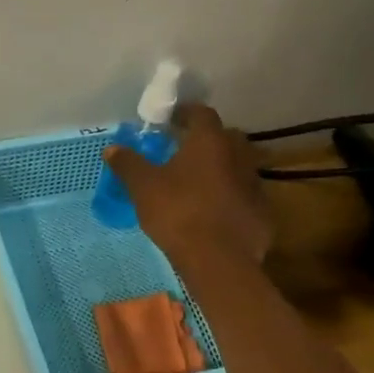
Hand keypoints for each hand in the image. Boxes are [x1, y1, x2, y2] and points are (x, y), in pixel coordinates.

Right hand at [104, 103, 272, 267]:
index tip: (170, 121)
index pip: (200, 113)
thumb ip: (128, 165)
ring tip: (198, 185)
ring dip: (220, 170)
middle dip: (205, 142)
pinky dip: (230, 198)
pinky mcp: (262, 211)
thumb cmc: (178, 213)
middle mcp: (238, 154)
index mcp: (209, 141)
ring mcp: (254, 183)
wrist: (218, 259)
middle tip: (184, 153)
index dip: (184, 114)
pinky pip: (243, 196)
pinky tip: (215, 214)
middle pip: (224, 138)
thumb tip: (111, 149)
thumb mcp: (143, 188)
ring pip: (237, 167)